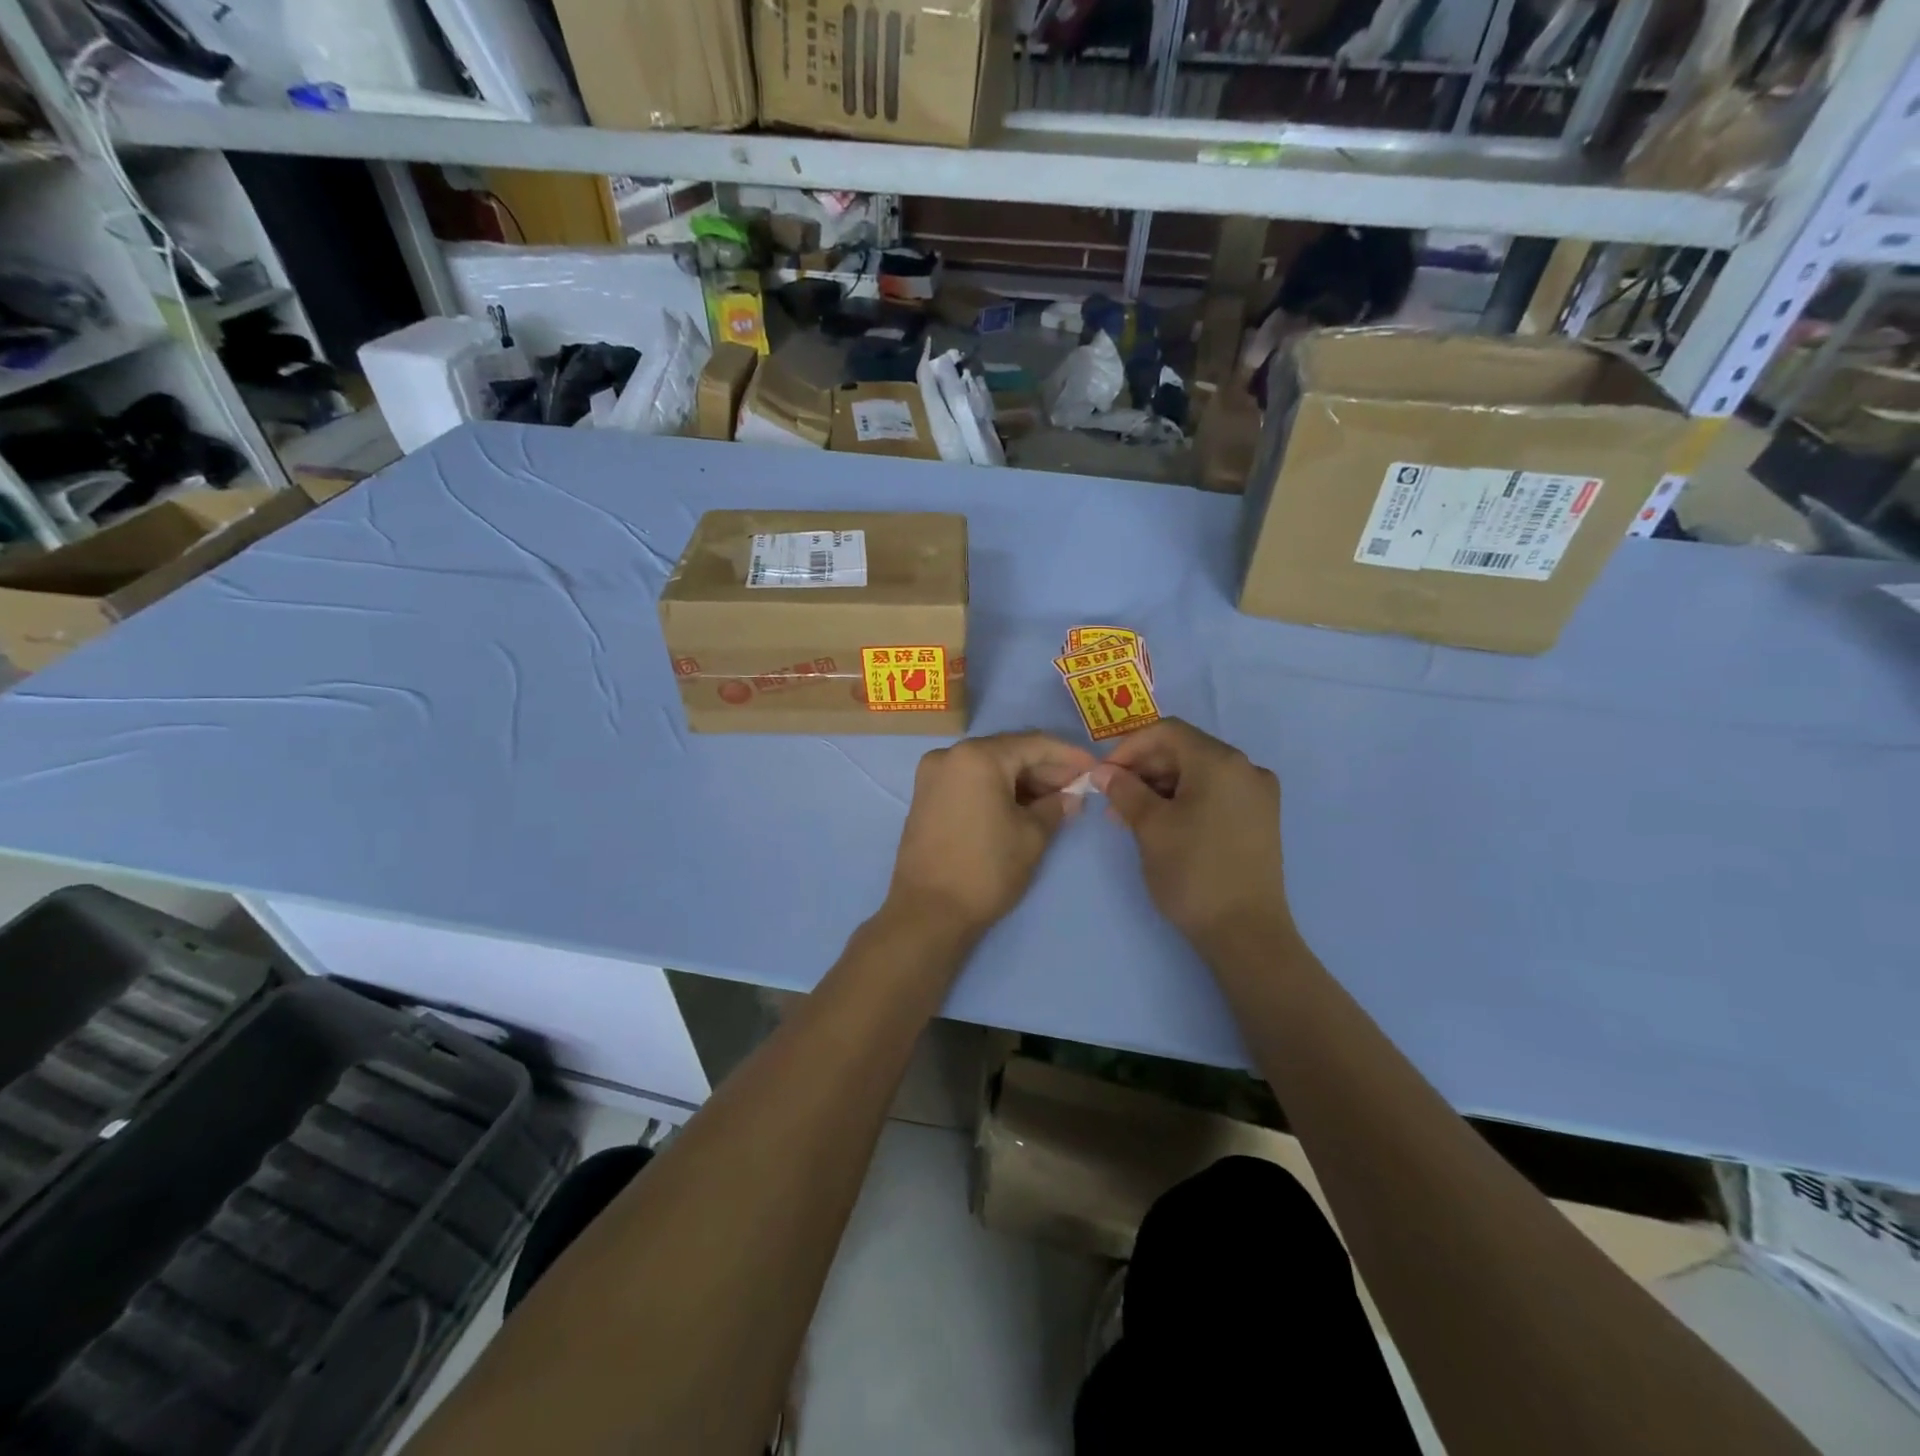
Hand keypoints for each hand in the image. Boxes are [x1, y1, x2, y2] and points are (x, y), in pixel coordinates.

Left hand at [885, 731, 1096, 940]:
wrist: (928, 912)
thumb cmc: (986, 869)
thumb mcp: (1032, 836)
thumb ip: (1056, 806)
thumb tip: (1071, 795)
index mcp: (977, 756)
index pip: (1034, 744)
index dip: (1069, 756)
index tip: (1095, 768)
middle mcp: (950, 755)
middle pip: (1009, 752)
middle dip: (1045, 769)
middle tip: (1077, 788)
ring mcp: (933, 775)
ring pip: (989, 767)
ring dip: (1022, 781)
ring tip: (1056, 801)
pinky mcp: (926, 796)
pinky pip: (971, 781)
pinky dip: (998, 789)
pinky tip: (1023, 806)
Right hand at [1091, 719, 1288, 952]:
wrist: (1246, 933)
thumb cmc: (1193, 872)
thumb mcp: (1150, 827)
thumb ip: (1124, 790)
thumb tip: (1103, 771)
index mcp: (1221, 762)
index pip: (1167, 732)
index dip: (1129, 747)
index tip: (1103, 774)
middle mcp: (1246, 768)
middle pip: (1184, 751)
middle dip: (1143, 769)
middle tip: (1112, 799)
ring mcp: (1258, 795)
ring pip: (1198, 774)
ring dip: (1160, 787)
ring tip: (1129, 817)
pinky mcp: (1259, 819)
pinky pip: (1214, 794)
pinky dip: (1184, 800)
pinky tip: (1161, 824)